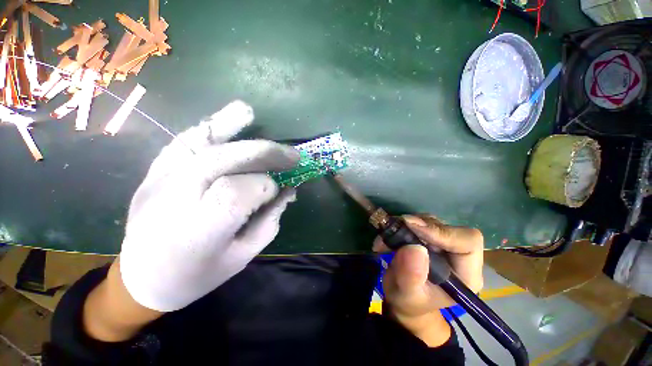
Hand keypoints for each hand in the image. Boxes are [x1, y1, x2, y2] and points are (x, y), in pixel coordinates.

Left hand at [119, 100, 298, 311]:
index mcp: (197, 231)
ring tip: (253, 116)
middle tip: (292, 156)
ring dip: (232, 125)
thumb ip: (269, 219)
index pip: (238, 191)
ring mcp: (159, 180)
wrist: (141, 279)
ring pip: (200, 142)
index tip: (279, 190)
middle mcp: (174, 199)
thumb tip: (288, 189)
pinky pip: (185, 140)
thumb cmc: (198, 275)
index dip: (266, 186)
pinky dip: (210, 126)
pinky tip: (229, 119)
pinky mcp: (154, 171)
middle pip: (225, 159)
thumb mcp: (244, 254)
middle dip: (266, 153)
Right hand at [374, 215, 483, 345]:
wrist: (403, 298)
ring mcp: (445, 244)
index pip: (467, 241)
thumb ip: (411, 276)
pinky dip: (401, 226)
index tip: (412, 227)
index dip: (442, 231)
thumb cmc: (408, 302)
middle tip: (394, 230)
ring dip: (406, 226)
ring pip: (430, 221)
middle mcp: (459, 256)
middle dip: (418, 226)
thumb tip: (415, 248)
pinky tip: (389, 237)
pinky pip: (418, 222)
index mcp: (465, 274)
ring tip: (387, 239)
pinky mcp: (430, 238)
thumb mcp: (406, 294)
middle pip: (446, 227)